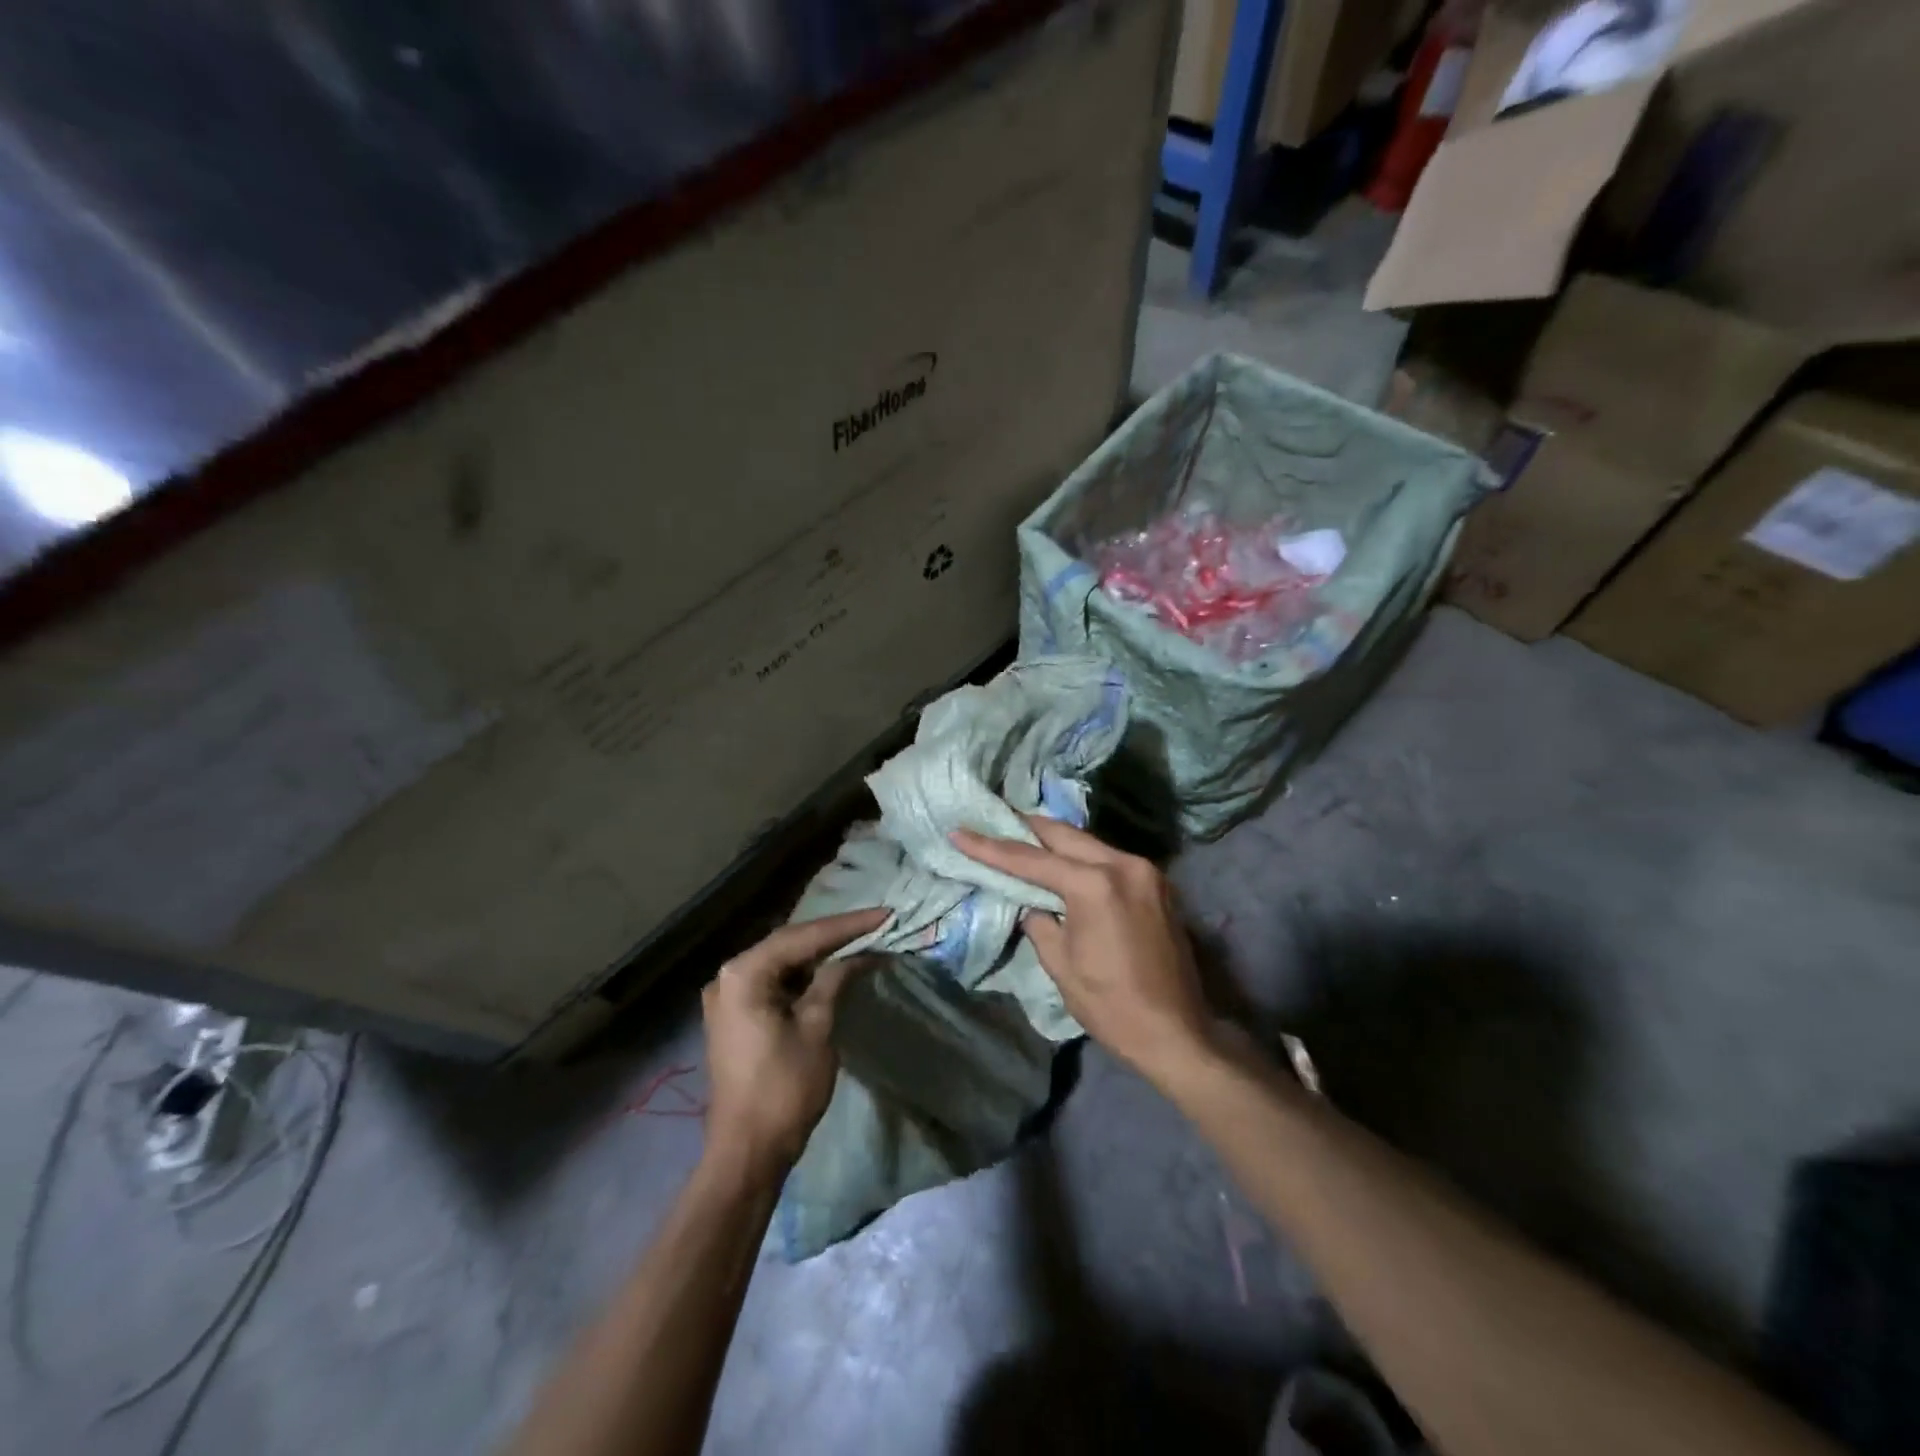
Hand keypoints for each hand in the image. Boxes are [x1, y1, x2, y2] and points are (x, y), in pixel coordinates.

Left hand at [701, 907, 885, 1176]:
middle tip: (874, 924)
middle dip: (832, 935)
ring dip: (818, 954)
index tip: (883, 915)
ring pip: (781, 962)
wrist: (747, 1151)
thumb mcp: (817, 1027)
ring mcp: (727, 997)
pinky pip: (772, 982)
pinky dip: (802, 976)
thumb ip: (834, 981)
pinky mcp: (735, 1016)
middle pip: (788, 944)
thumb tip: (859, 955)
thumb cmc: (784, 1088)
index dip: (846, 926)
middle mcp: (728, 976)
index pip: (802, 938)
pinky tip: (830, 969)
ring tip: (859, 940)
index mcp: (743, 974)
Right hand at [951, 817, 1214, 1088]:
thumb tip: (1032, 904)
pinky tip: (1063, 860)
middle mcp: (1124, 864)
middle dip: (1026, 828)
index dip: (991, 848)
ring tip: (1022, 834)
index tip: (960, 832)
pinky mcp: (1157, 884)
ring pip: (1089, 843)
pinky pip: (1110, 859)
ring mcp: (1146, 871)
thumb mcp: (1061, 964)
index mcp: (1095, 885)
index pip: (1031, 860)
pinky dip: (1082, 857)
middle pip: (1064, 835)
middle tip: (993, 819)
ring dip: (1055, 840)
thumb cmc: (1111, 1005)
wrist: (1176, 1033)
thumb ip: (1040, 922)